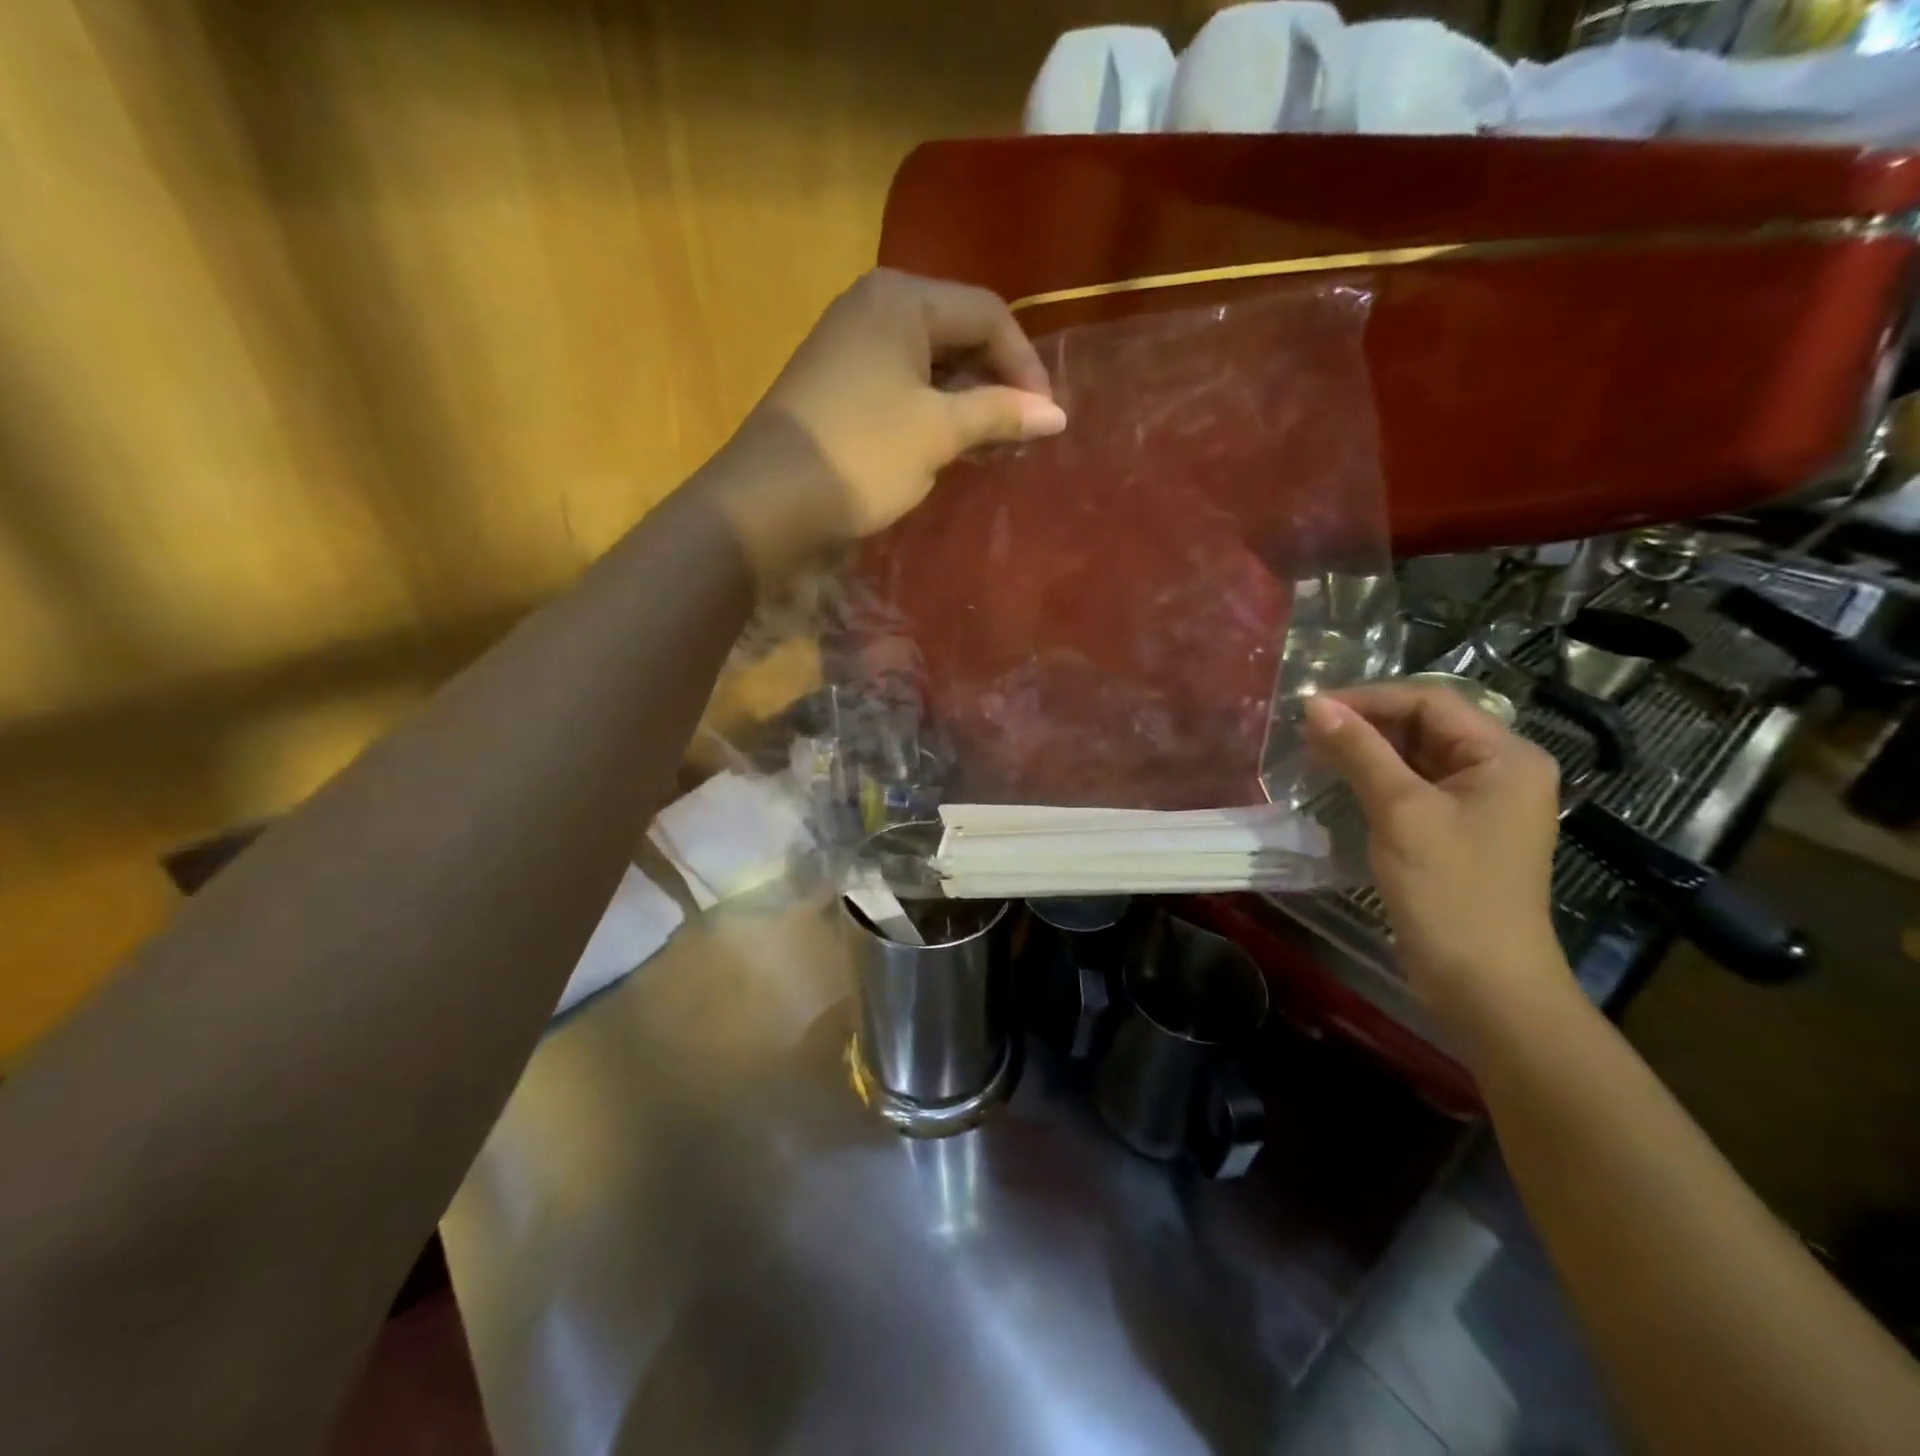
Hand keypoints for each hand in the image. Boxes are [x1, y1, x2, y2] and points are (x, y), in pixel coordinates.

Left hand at [703, 269, 1064, 579]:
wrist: (767, 500)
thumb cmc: (862, 455)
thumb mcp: (938, 432)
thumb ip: (999, 414)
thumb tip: (1057, 414)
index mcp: (902, 298)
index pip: (988, 313)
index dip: (1026, 364)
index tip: (1045, 419)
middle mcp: (874, 306)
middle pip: (958, 331)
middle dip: (996, 381)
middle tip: (1020, 432)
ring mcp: (850, 344)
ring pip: (930, 362)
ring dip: (967, 400)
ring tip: (991, 444)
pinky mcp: (837, 383)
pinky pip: (902, 384)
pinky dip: (933, 410)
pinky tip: (947, 445)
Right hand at [1304, 684, 1570, 1041]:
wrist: (1482, 981)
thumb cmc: (1449, 889)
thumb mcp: (1401, 811)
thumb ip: (1360, 751)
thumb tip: (1316, 706)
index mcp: (1506, 756)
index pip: (1431, 701)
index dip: (1370, 698)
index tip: (1312, 709)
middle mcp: (1500, 770)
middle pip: (1426, 725)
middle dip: (1367, 722)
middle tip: (1308, 730)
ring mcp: (1480, 802)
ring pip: (1416, 756)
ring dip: (1368, 750)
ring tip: (1315, 750)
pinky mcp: (1458, 830)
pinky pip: (1415, 787)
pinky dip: (1377, 778)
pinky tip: (1341, 780)